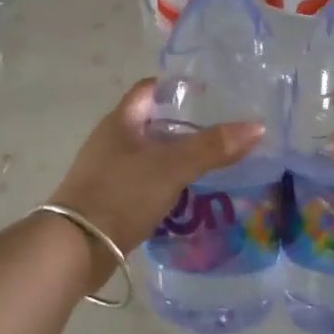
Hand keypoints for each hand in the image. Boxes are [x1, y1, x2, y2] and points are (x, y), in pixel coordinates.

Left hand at [49, 79, 264, 273]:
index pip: (150, 89)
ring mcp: (108, 170)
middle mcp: (111, 140)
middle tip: (222, 131)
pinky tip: (187, 193)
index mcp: (121, 121)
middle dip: (185, 125)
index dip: (179, 88)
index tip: (211, 95)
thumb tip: (257, 126)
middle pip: (152, 122)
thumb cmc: (122, 194)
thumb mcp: (172, 166)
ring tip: (213, 162)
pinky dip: (166, 181)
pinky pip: (144, 180)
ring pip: (149, 154)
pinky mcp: (110, 198)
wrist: (77, 246)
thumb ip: (212, 147)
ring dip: (177, 156)